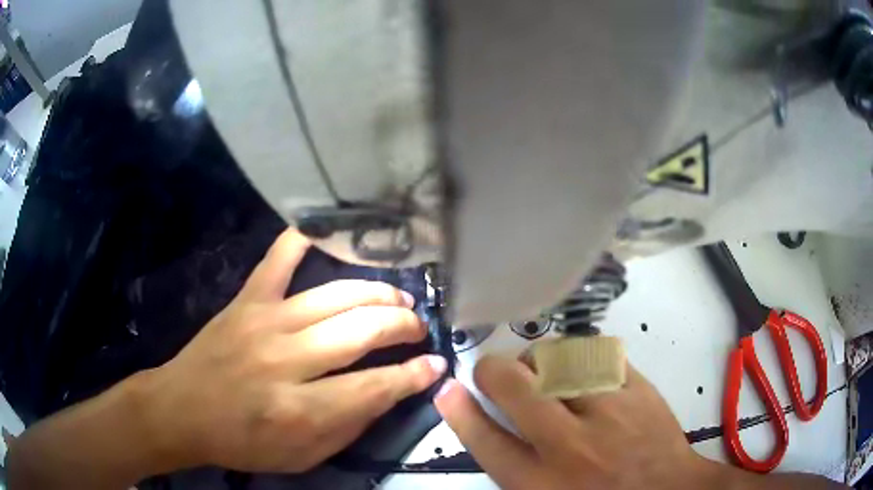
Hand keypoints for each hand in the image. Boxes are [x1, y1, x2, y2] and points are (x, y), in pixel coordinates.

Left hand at [139, 228, 446, 472]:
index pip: (375, 387)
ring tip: (397, 300)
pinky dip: (300, 240)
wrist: (182, 410)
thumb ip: (347, 428)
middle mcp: (285, 361)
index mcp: (300, 410)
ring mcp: (263, 323)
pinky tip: (323, 231)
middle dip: (402, 326)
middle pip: (360, 331)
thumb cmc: (241, 442)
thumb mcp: (301, 458)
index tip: (435, 364)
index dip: (413, 375)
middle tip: (418, 328)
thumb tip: (386, 393)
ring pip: (334, 295)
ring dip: (375, 294)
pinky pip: (276, 261)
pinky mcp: (245, 302)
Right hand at [434, 356, 716, 489]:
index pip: (487, 442)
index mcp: (543, 483)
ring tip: (540, 366)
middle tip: (492, 368)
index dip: (461, 412)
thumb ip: (518, 470)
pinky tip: (579, 363)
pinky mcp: (640, 390)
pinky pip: (600, 355)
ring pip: (559, 361)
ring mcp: (611, 412)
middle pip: (517, 390)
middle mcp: (572, 446)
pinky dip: (581, 354)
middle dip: (494, 370)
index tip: (447, 390)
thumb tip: (490, 430)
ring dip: (540, 359)